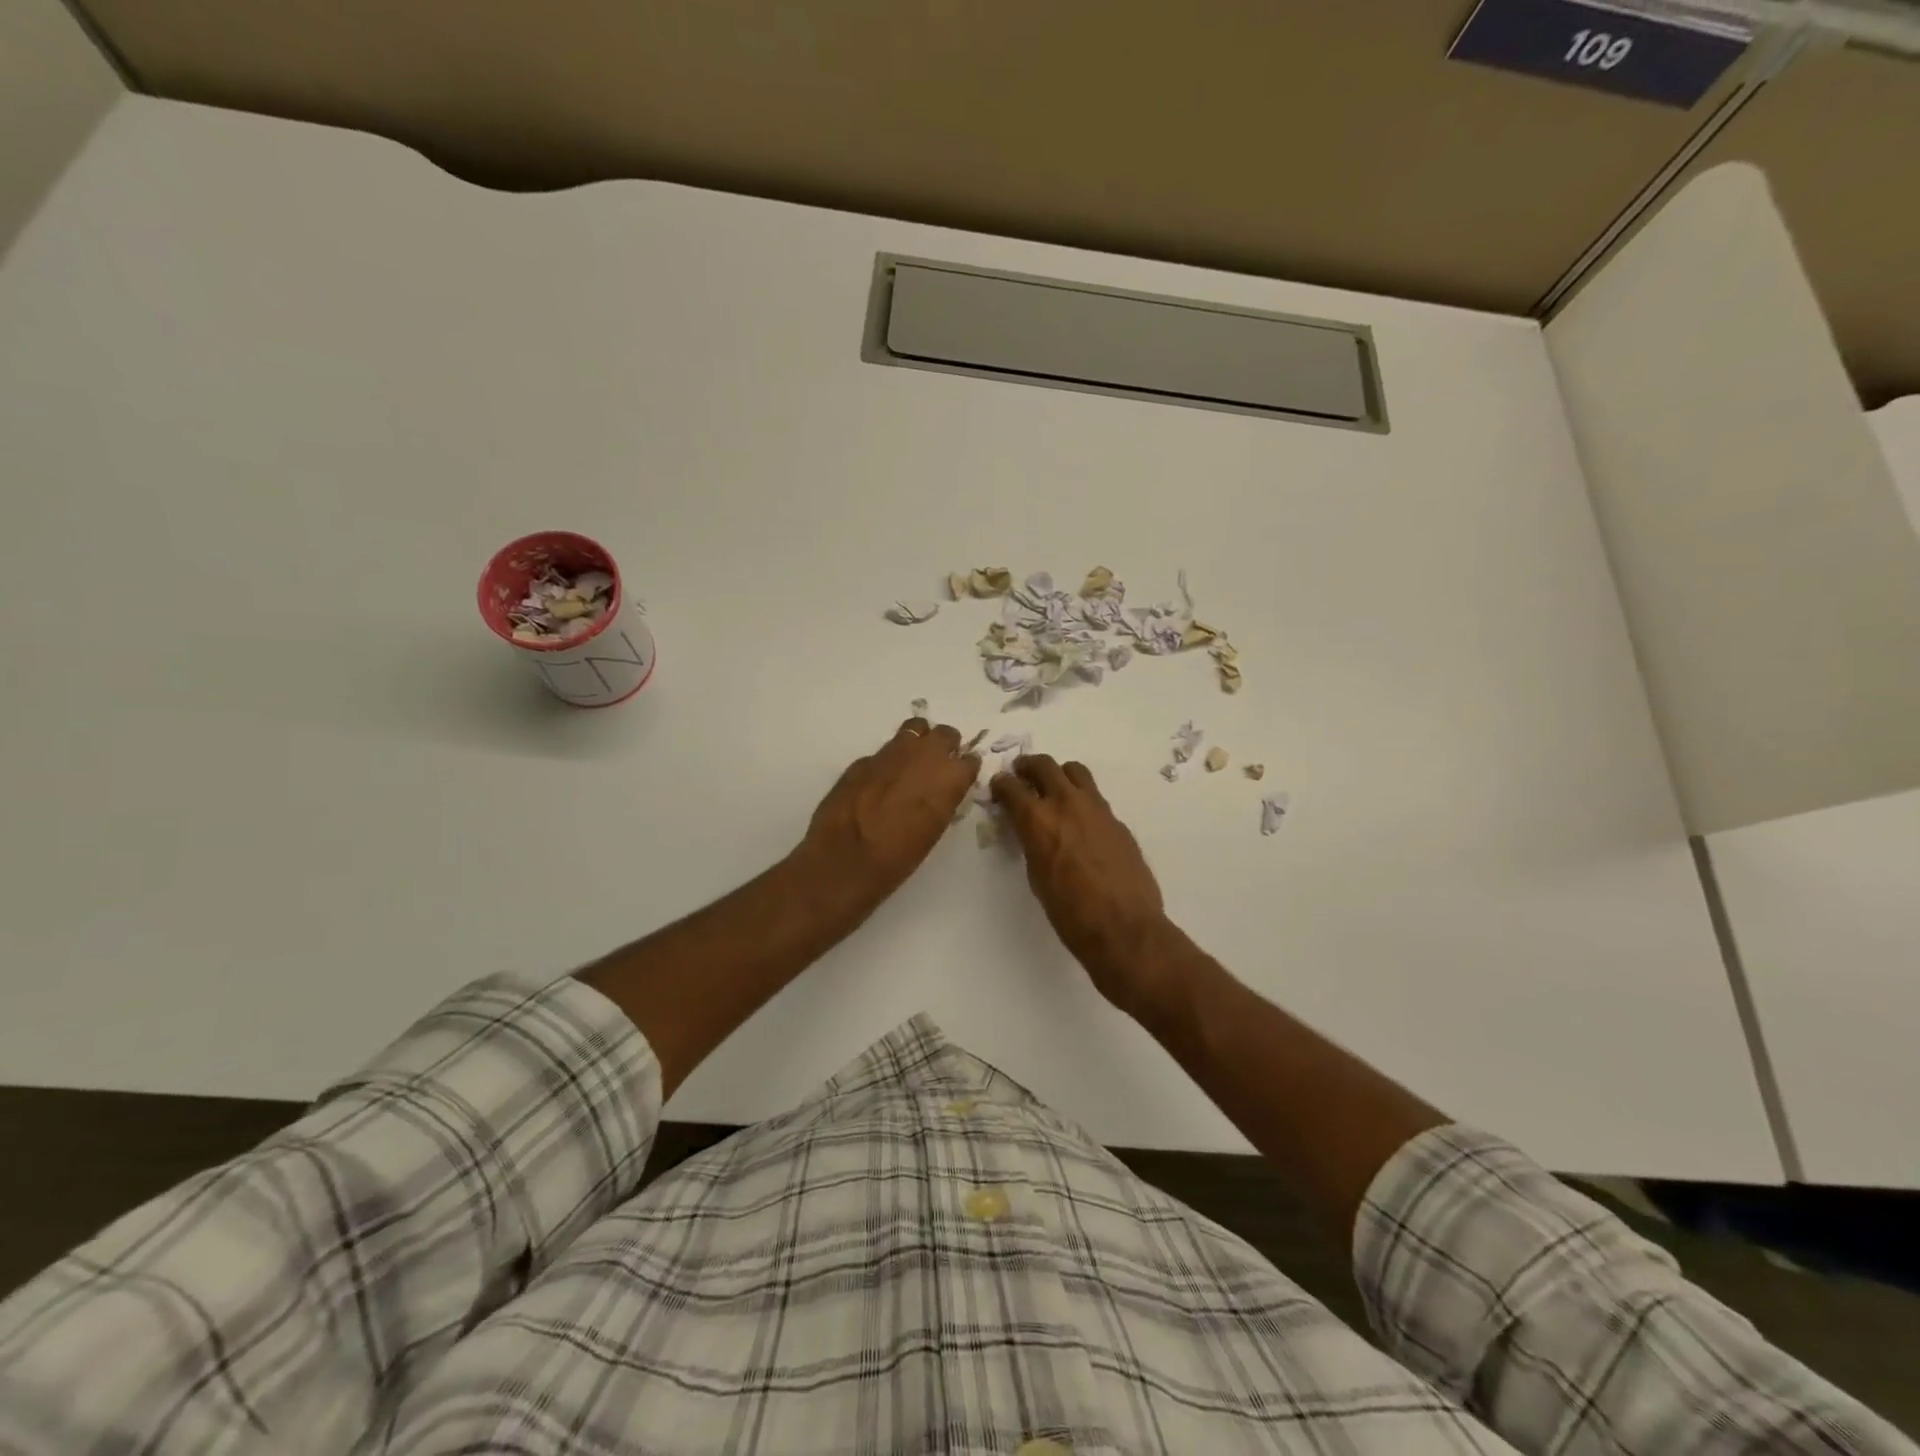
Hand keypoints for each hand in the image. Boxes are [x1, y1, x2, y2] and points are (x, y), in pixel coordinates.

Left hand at [799, 717, 980, 909]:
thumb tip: (941, 789)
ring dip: (918, 742)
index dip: (965, 768)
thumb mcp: (934, 829)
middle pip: (945, 734)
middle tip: (938, 765)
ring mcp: (891, 752)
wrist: (845, 858)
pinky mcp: (864, 759)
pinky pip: (884, 752)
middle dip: (945, 746)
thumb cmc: (899, 856)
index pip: (970, 759)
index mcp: (949, 777)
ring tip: (911, 763)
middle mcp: (924, 755)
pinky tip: (879, 782)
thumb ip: (942, 799)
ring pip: (914, 729)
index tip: (960, 776)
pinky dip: (888, 761)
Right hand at [991, 755, 1175, 1015]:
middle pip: (1044, 766)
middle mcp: (1066, 804)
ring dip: (1059, 774)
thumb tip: (1031, 831)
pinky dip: (1081, 798)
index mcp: (1038, 820)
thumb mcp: (1037, 876)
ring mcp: (1096, 808)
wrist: (1123, 927)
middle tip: (1022, 774)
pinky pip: (1095, 797)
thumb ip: (1032, 844)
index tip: (999, 786)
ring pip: (1075, 772)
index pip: (1012, 787)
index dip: (1001, 784)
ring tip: (1054, 787)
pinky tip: (1080, 820)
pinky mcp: (1117, 820)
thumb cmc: (1070, 913)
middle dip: (1028, 766)